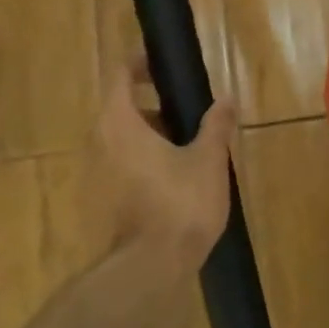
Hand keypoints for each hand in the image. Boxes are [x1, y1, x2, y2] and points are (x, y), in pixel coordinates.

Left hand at [89, 55, 236, 271]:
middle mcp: (102, 143)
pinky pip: (127, 162)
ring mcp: (102, 173)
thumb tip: (227, 99)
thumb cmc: (180, 203)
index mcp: (120, 124)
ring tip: (194, 139)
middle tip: (190, 103)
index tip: (163, 61)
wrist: (153, 267)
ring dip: (155, 132)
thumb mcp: (208, 158)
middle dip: (156, 102)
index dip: (139, 63)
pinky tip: (182, 170)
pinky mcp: (109, 197)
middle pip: (123, 108)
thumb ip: (216, 124)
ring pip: (126, 138)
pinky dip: (149, 156)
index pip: (120, 76)